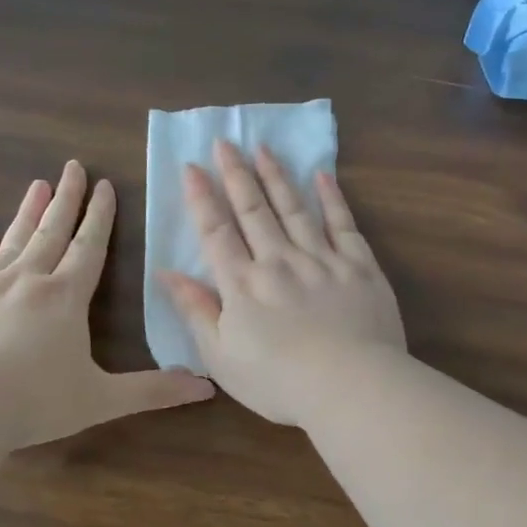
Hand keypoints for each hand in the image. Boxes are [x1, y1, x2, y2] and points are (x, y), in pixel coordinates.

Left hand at [0, 160, 213, 447]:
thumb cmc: (35, 402)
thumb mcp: (102, 400)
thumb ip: (154, 391)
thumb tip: (207, 387)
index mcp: (65, 298)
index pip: (89, 247)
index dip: (100, 216)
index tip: (104, 185)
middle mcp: (26, 282)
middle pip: (50, 231)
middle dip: (66, 199)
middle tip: (72, 166)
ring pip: (11, 241)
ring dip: (26, 213)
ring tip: (37, 185)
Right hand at [157, 140, 405, 425]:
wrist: (350, 386)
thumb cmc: (279, 382)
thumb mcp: (221, 357)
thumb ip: (196, 311)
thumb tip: (167, 273)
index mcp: (243, 285)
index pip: (216, 232)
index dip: (202, 199)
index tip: (192, 167)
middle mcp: (279, 261)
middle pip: (253, 210)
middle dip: (236, 174)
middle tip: (225, 141)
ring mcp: (322, 259)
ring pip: (294, 208)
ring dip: (276, 176)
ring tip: (263, 148)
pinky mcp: (359, 266)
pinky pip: (342, 223)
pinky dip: (331, 198)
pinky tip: (321, 175)